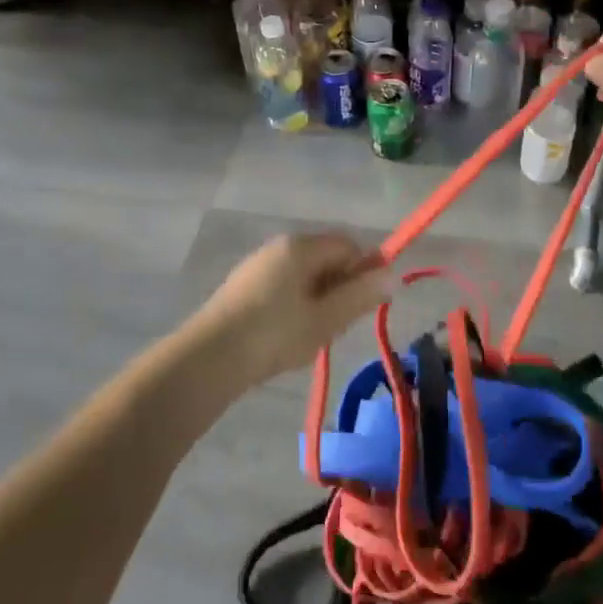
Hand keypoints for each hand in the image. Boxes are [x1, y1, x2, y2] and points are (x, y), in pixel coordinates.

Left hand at [189, 233, 390, 385]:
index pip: (348, 245)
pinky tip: (285, 336)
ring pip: (304, 276)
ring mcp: (258, 264)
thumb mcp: (326, 319)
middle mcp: (279, 246)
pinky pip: (283, 286)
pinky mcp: (242, 286)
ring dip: (317, 301)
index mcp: (301, 246)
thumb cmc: (274, 334)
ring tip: (310, 336)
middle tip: (336, 326)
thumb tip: (394, 274)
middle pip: (326, 258)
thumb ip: (361, 295)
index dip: (364, 271)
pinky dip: (294, 306)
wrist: (208, 358)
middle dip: (339, 289)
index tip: (364, 305)